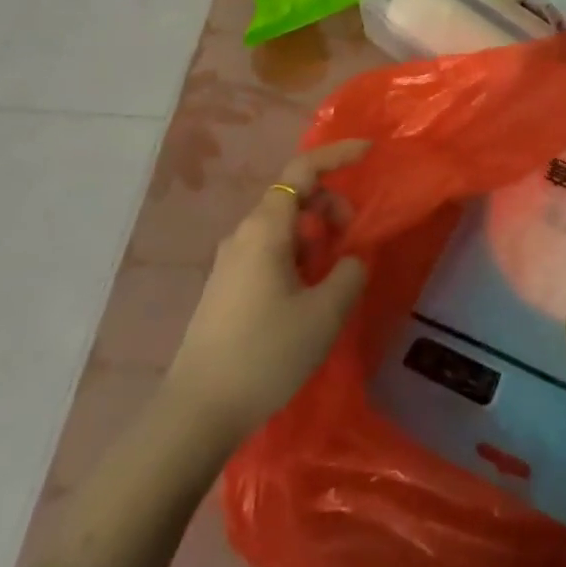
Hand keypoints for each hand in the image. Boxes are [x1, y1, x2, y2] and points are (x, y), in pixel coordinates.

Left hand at [161, 140, 369, 449]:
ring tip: (331, 274)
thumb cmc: (265, 354)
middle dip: (330, 205)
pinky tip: (306, 294)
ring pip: (282, 226)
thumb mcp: (324, 313)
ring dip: (314, 235)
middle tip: (352, 238)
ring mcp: (230, 261)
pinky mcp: (226, 286)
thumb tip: (351, 259)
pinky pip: (269, 250)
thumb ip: (349, 273)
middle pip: (293, 196)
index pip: (303, 170)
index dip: (337, 155)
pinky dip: (296, 255)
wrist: (196, 413)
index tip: (369, 153)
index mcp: (266, 228)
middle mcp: (244, 233)